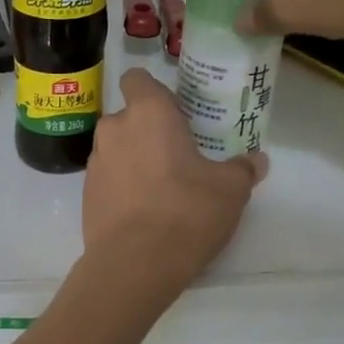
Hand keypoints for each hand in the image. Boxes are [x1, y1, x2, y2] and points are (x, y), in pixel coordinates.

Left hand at [83, 70, 266, 295]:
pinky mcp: (85, 194)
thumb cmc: (186, 211)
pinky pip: (108, 178)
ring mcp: (94, 162)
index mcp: (147, 113)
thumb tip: (257, 161)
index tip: (175, 113)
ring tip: (161, 187)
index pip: (137, 79)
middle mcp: (114, 129)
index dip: (154, 91)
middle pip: (128, 116)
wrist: (134, 264)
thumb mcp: (231, 190)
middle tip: (177, 155)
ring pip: (116, 148)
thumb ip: (243, 169)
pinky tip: (144, 211)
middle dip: (148, 130)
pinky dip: (122, 186)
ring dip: (134, 158)